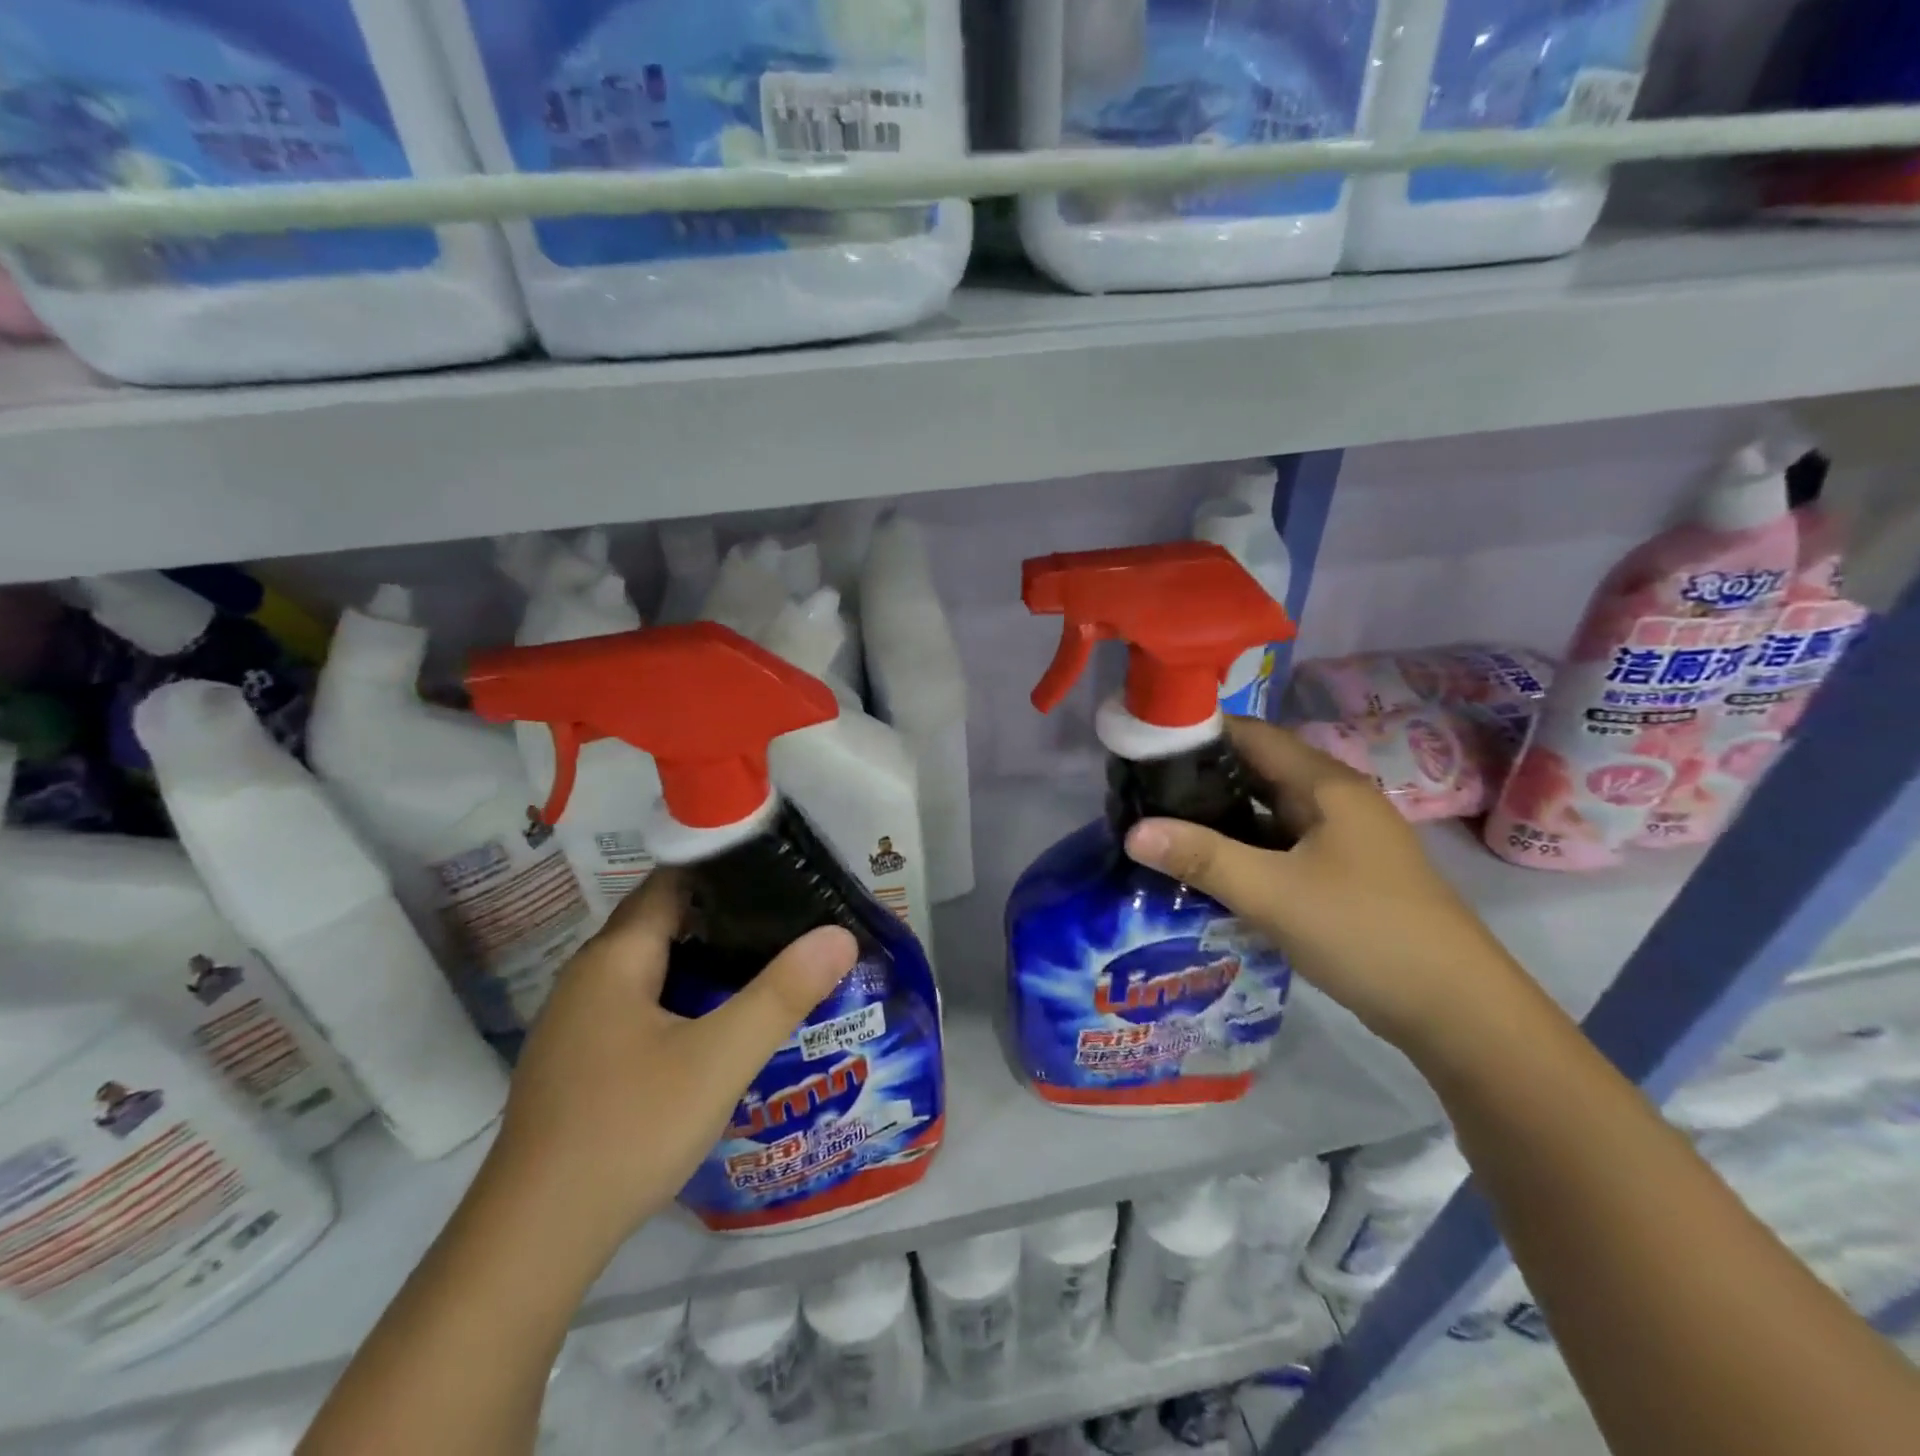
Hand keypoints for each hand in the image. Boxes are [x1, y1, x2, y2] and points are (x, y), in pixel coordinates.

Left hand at [483, 871, 858, 1256]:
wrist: (532, 1243)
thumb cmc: (628, 1130)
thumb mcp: (719, 1059)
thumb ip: (782, 993)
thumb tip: (839, 935)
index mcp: (615, 957)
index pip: (673, 881)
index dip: (726, 868)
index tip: (782, 872)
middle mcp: (588, 976)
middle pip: (664, 922)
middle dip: (726, 916)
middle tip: (790, 920)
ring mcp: (578, 1021)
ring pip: (652, 967)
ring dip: (705, 959)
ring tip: (768, 963)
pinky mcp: (579, 1060)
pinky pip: (639, 1003)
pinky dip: (682, 997)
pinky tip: (718, 1024)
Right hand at [1124, 717, 1524, 1050]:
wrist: (1457, 1009)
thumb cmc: (1365, 932)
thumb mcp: (1273, 893)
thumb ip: (1202, 858)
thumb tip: (1133, 831)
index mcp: (1326, 785)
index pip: (1252, 735)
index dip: (1199, 733)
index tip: (1145, 745)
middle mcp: (1335, 800)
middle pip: (1258, 770)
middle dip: (1201, 777)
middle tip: (1142, 790)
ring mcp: (1342, 838)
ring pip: (1268, 811)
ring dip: (1221, 816)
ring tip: (1163, 825)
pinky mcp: (1342, 873)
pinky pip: (1281, 845)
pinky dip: (1244, 848)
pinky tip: (1209, 867)